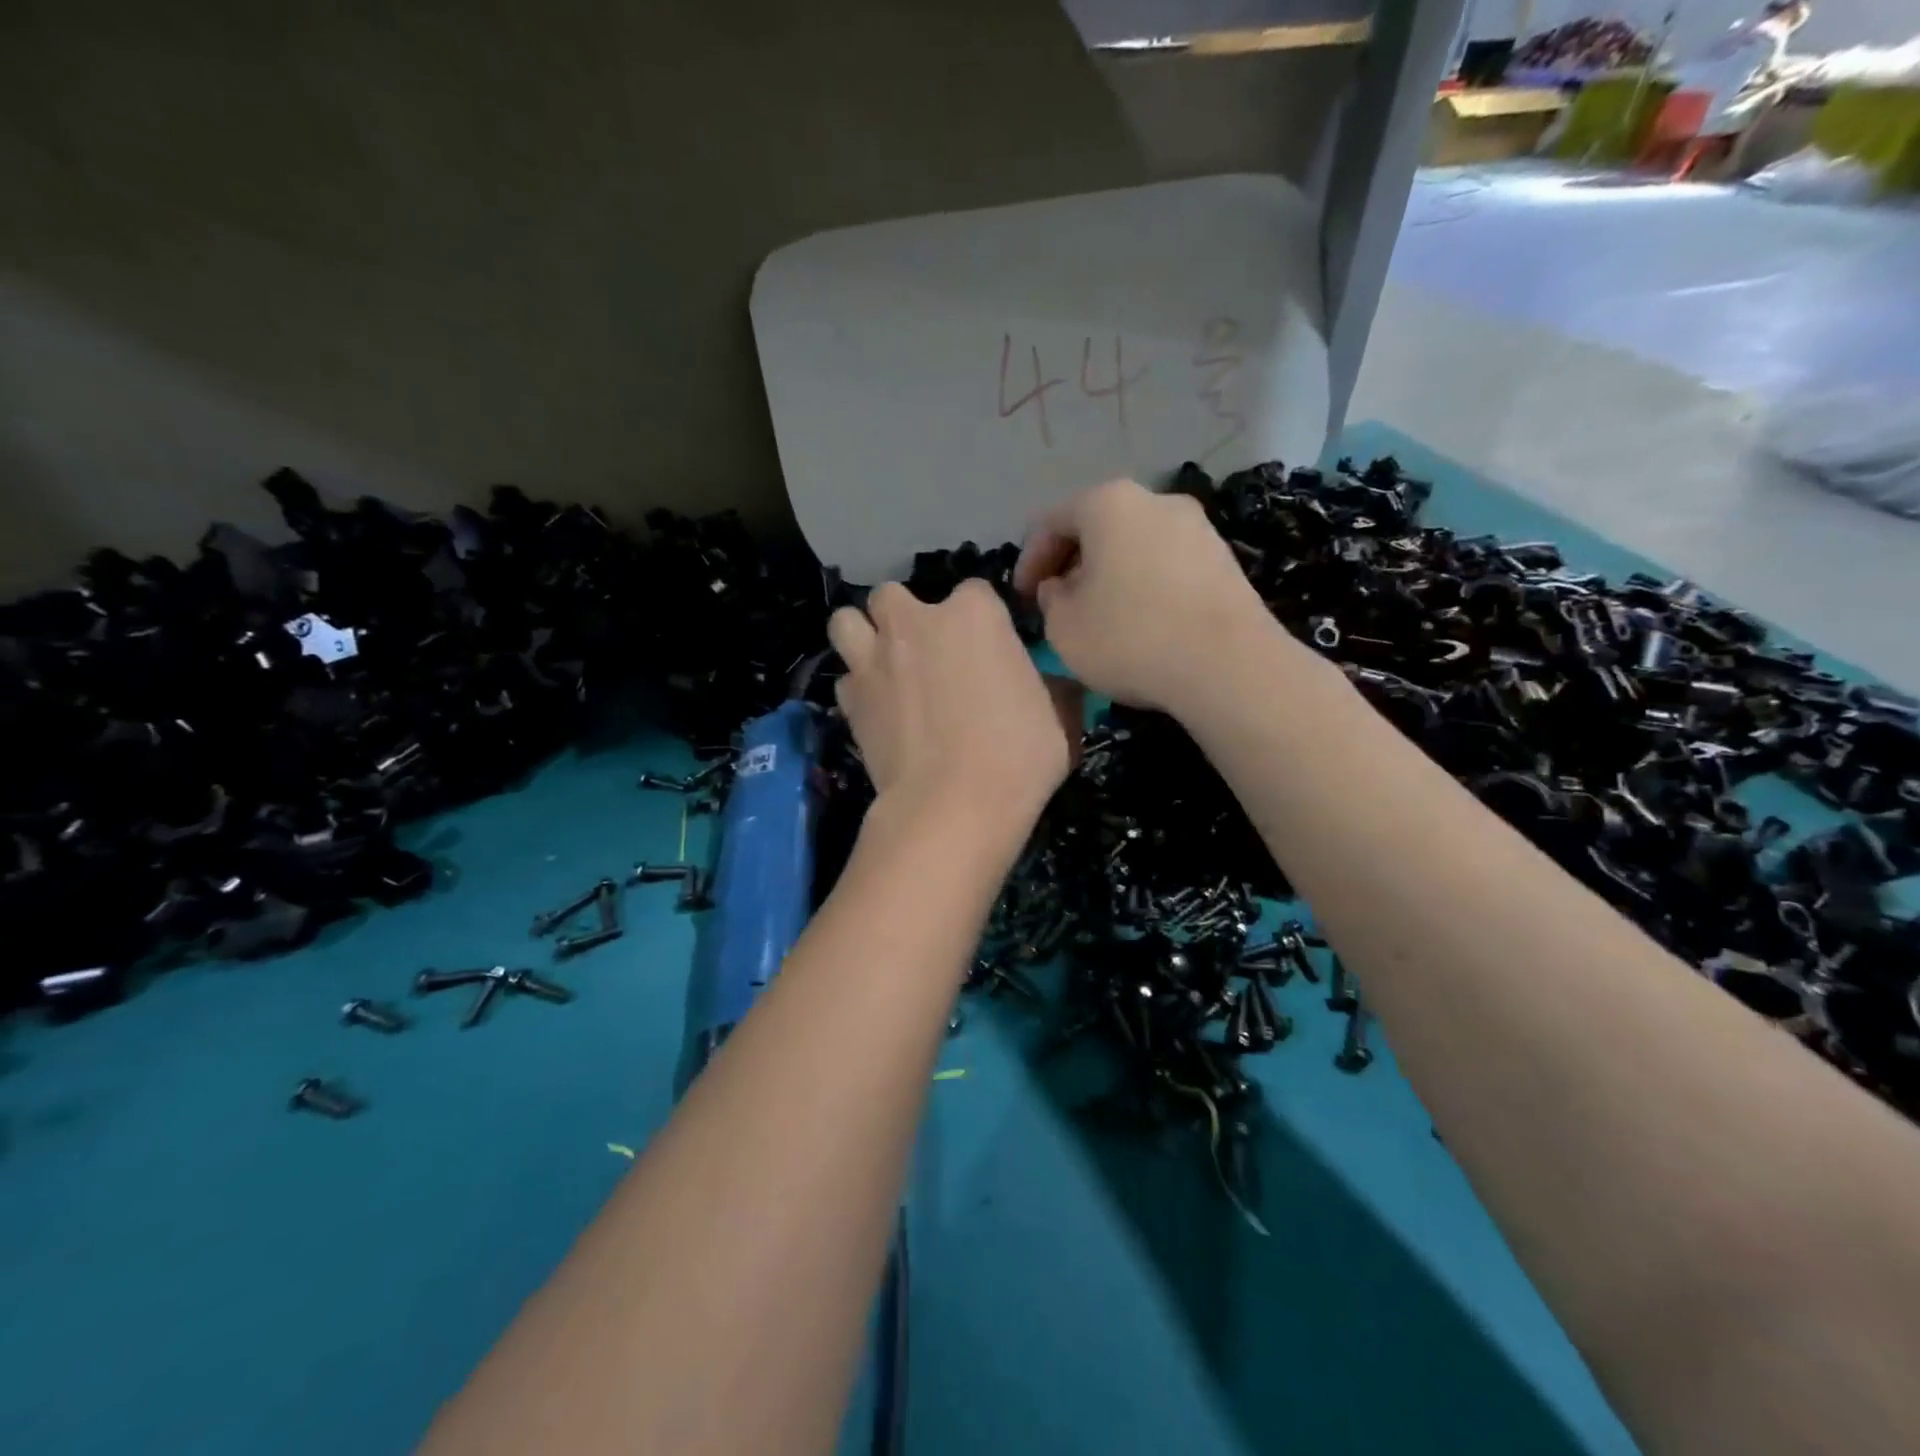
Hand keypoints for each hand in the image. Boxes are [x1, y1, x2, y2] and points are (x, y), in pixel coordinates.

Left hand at [829, 580, 1078, 827]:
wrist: (952, 806)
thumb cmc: (1017, 757)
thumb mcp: (1058, 720)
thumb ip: (1052, 688)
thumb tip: (1054, 686)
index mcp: (974, 614)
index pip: (974, 592)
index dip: (980, 621)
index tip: (988, 650)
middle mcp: (915, 623)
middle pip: (893, 595)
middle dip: (905, 616)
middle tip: (924, 651)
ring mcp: (874, 659)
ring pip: (847, 621)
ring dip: (863, 635)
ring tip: (883, 664)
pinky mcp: (850, 699)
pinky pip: (845, 678)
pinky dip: (857, 689)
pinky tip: (876, 710)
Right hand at [1014, 479, 1272, 711]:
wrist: (1229, 665)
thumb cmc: (1131, 638)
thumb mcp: (1063, 627)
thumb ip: (1050, 600)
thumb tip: (1061, 587)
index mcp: (1108, 504)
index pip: (1051, 521)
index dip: (1029, 560)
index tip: (1022, 599)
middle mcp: (1155, 500)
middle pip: (1097, 526)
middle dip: (1071, 564)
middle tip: (1057, 604)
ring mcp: (1197, 527)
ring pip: (1134, 544)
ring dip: (1108, 574)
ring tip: (1098, 615)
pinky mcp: (1224, 559)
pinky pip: (1166, 564)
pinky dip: (1143, 584)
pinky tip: (1141, 622)